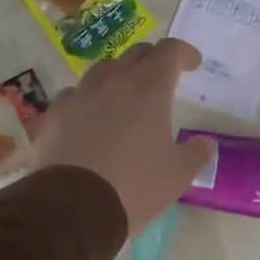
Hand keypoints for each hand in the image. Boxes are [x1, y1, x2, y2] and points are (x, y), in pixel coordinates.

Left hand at [35, 39, 214, 234]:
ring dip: (119, 77)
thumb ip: (197, 153)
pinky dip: (88, 100)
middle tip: (162, 79)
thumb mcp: (178, 175)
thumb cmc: (135, 185)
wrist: (73, 208)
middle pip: (136, 53)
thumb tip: (205, 143)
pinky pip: (75, 95)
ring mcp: (79, 95)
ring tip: (125, 97)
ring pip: (102, 70)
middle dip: (153, 61)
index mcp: (149, 87)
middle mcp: (113, 80)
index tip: (193, 64)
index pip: (170, 51)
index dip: (184, 53)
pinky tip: (90, 119)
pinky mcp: (54, 114)